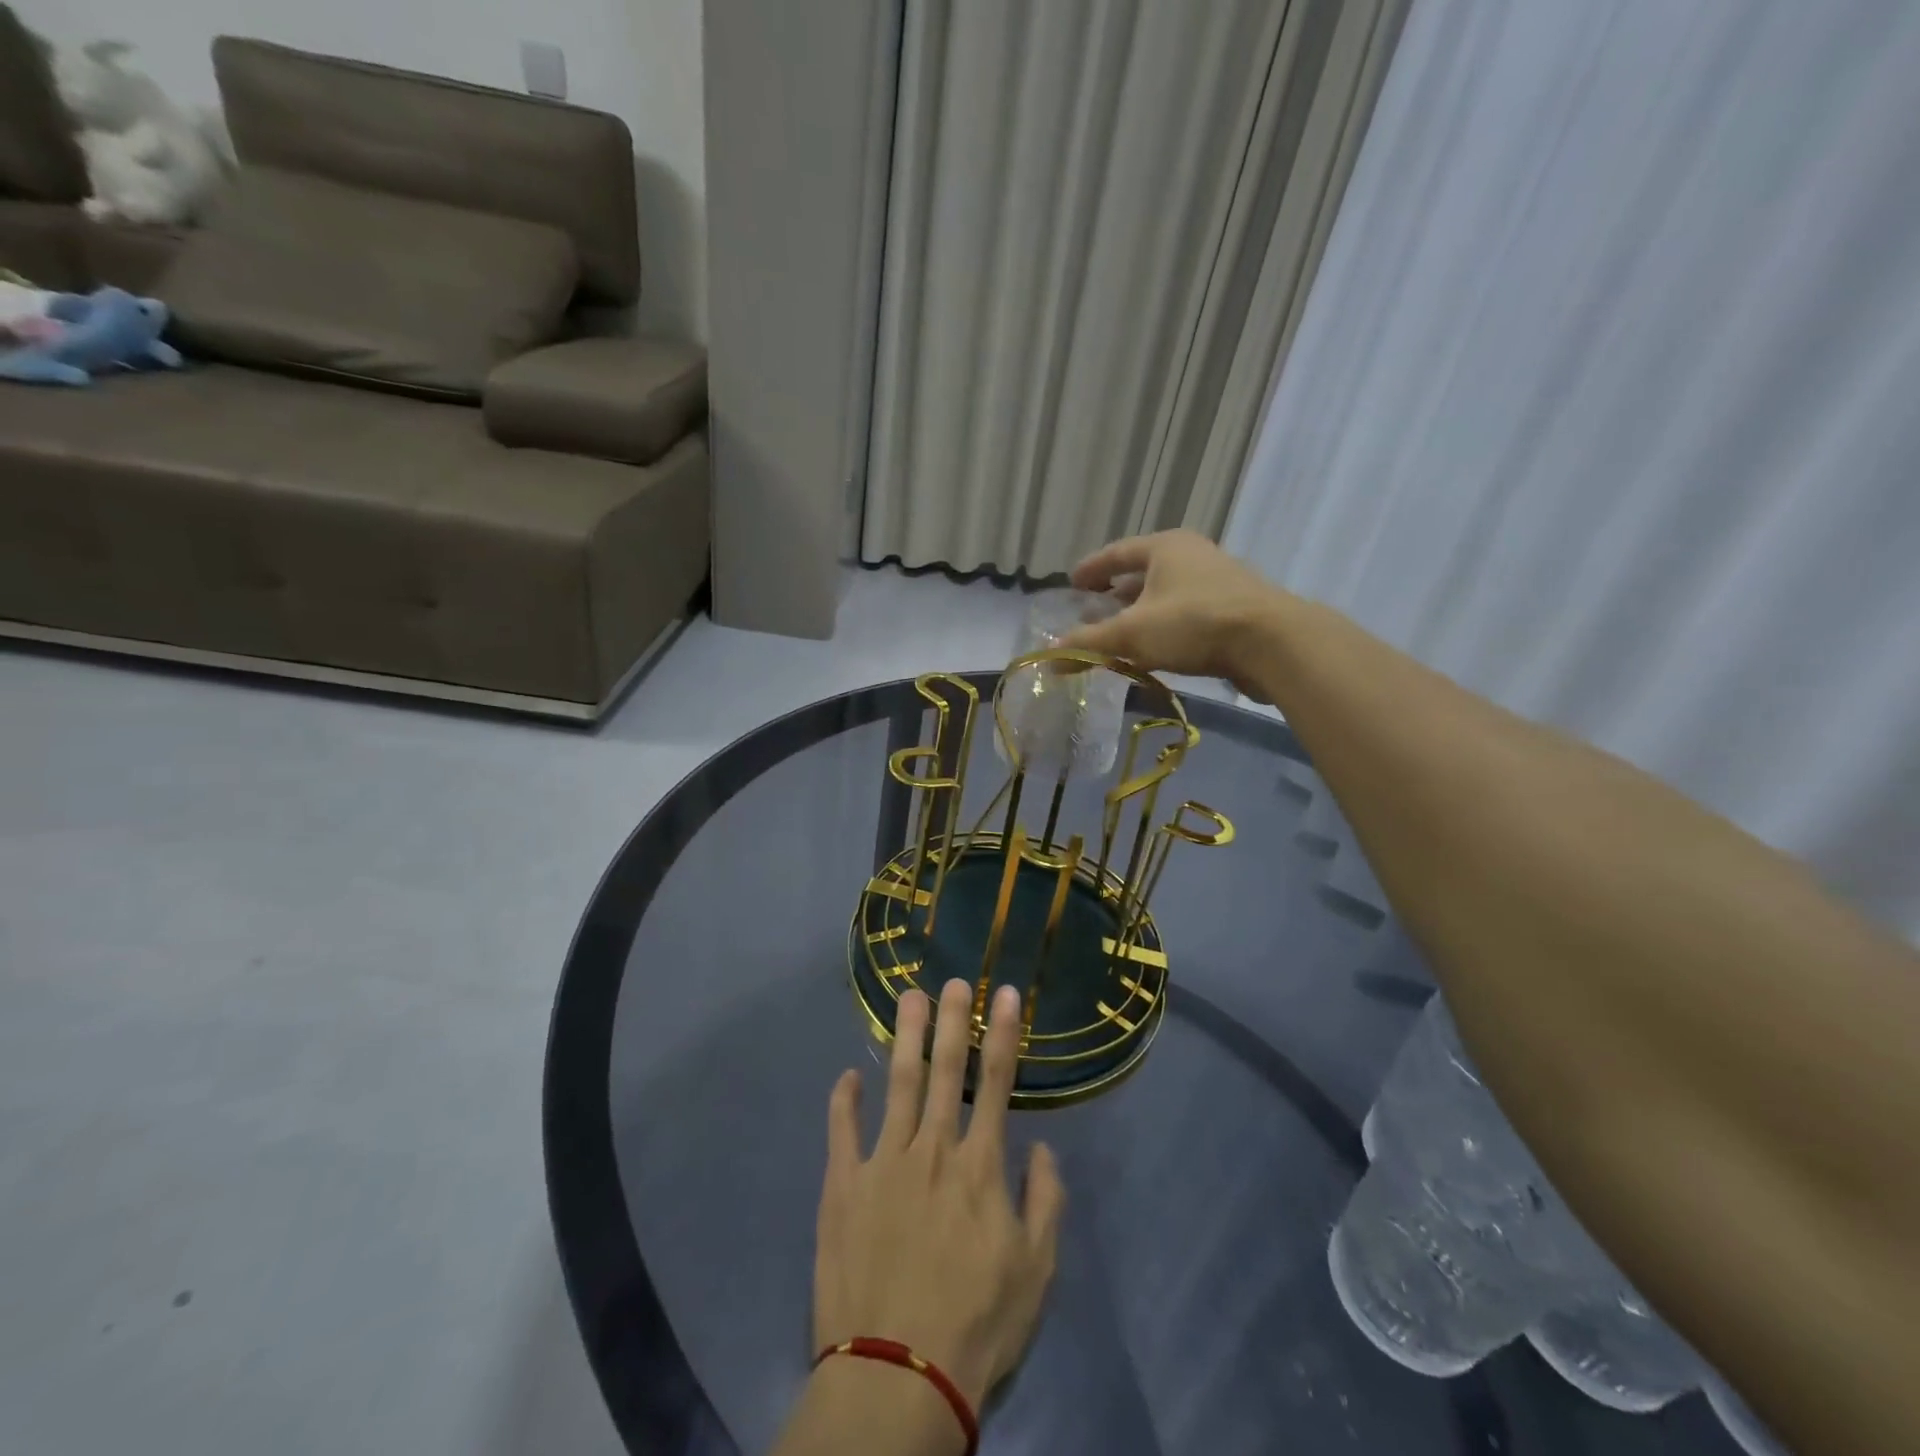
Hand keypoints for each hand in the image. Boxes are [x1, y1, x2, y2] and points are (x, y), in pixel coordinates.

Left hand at [814, 979, 1065, 1411]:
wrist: (898, 1377)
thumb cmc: (977, 1325)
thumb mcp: (1037, 1272)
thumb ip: (1045, 1202)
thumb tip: (1044, 1149)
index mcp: (980, 1167)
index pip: (997, 1083)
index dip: (1004, 1033)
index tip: (1007, 993)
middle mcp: (933, 1150)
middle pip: (945, 1070)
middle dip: (952, 1020)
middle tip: (953, 979)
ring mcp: (883, 1163)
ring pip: (897, 1085)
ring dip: (904, 1038)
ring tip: (908, 997)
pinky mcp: (843, 1186)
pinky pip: (841, 1131)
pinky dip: (843, 1100)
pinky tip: (846, 1076)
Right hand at [1065, 529, 1288, 690]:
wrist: (1273, 643)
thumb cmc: (1194, 624)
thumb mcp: (1132, 634)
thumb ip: (1088, 645)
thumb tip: (1048, 659)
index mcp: (1164, 547)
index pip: (1116, 553)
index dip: (1090, 569)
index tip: (1071, 584)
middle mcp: (1191, 555)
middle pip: (1142, 572)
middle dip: (1114, 594)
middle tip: (1091, 613)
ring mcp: (1217, 581)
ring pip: (1165, 595)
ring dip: (1140, 613)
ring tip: (1119, 635)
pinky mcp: (1234, 609)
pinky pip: (1186, 613)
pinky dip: (1163, 627)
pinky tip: (1155, 651)